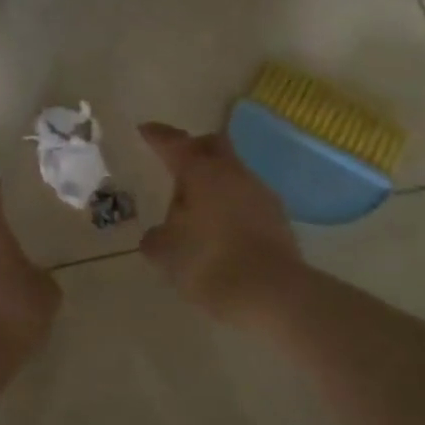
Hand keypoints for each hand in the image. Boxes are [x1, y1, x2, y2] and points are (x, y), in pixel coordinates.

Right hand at [137, 122, 303, 323]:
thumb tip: (157, 235)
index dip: (158, 136)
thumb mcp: (167, 254)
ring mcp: (260, 192)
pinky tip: (222, 229)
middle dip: (194, 148)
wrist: (274, 294)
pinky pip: (247, 198)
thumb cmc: (210, 263)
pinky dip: (232, 205)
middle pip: (213, 144)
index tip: (146, 130)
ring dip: (215, 181)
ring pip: (233, 172)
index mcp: (200, 172)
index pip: (174, 143)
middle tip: (177, 163)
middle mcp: (232, 172)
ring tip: (198, 207)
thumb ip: (156, 239)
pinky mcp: (278, 217)